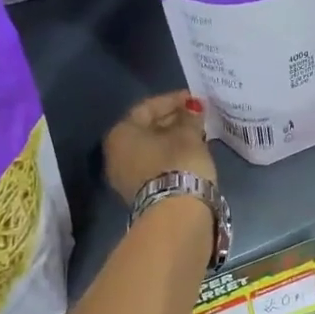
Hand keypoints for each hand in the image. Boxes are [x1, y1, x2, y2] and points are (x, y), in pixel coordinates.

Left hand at [104, 91, 217, 205]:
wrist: (176, 215)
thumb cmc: (178, 163)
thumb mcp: (188, 135)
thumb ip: (190, 117)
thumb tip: (193, 108)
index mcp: (121, 133)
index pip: (147, 107)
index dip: (173, 100)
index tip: (195, 99)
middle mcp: (116, 153)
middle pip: (147, 128)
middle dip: (173, 120)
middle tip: (197, 115)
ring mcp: (125, 176)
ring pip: (151, 148)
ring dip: (173, 139)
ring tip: (198, 133)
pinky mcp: (140, 194)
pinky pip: (155, 165)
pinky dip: (171, 156)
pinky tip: (190, 153)